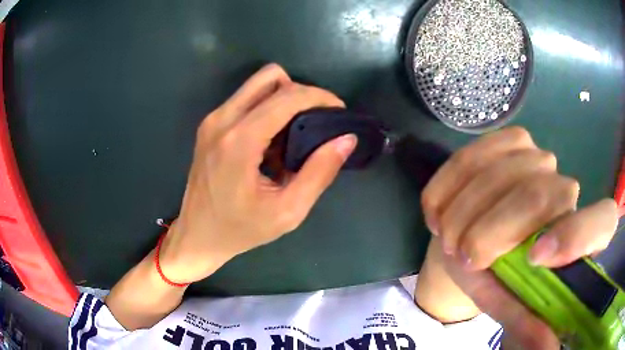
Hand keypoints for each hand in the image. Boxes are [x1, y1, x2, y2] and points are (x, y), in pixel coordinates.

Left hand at [159, 64, 356, 282]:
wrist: (197, 235)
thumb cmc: (240, 229)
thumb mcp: (288, 211)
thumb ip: (319, 172)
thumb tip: (346, 139)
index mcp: (239, 141)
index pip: (288, 96)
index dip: (319, 97)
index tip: (338, 111)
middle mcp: (222, 120)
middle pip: (270, 76)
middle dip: (301, 92)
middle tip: (315, 119)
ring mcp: (212, 120)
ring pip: (256, 85)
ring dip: (282, 98)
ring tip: (295, 131)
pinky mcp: (209, 125)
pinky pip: (245, 100)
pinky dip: (266, 108)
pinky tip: (272, 140)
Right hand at [420, 127, 618, 348]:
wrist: (472, 241)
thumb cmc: (498, 278)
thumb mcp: (510, 303)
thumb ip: (528, 321)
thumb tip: (547, 348)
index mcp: (580, 233)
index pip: (602, 221)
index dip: (575, 236)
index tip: (534, 259)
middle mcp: (567, 188)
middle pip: (539, 195)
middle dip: (491, 230)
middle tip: (461, 256)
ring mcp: (538, 157)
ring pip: (503, 172)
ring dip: (463, 209)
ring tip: (446, 237)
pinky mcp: (508, 140)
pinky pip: (474, 154)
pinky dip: (447, 184)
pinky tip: (437, 209)